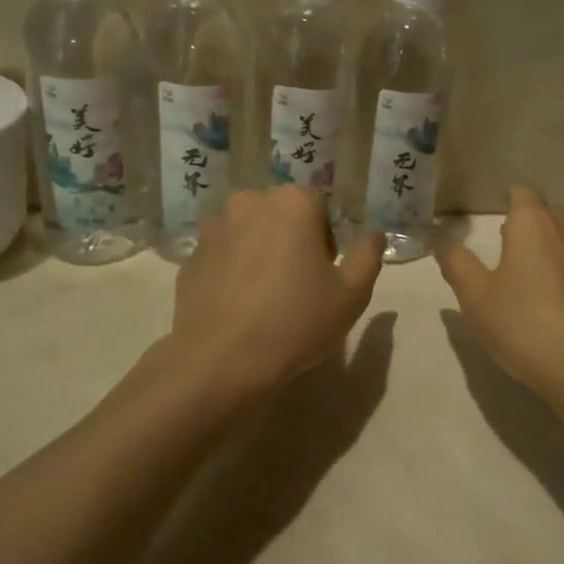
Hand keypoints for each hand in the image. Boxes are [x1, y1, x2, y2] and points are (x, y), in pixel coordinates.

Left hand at [170, 187, 385, 393]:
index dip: (326, 240)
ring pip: (249, 232)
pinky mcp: (189, 256)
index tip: (324, 273)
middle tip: (298, 283)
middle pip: (281, 214)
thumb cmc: (297, 321)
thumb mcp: (352, 294)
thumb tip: (373, 235)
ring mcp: (213, 227)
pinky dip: (232, 270)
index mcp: (293, 202)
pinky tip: (238, 305)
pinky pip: (222, 255)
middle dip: (291, 239)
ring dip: (259, 251)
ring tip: (264, 295)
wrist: (223, 362)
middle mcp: (250, 202)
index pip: (319, 207)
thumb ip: (368, 255)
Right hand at [435, 186, 563, 394]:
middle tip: (500, 237)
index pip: (522, 193)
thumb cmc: (521, 322)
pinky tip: (540, 295)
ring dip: (542, 244)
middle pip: (544, 213)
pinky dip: (556, 268)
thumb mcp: (475, 295)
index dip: (507, 196)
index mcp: (533, 225)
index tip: (490, 209)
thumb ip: (456, 263)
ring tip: (518, 265)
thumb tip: (439, 238)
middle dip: (524, 219)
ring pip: (561, 238)